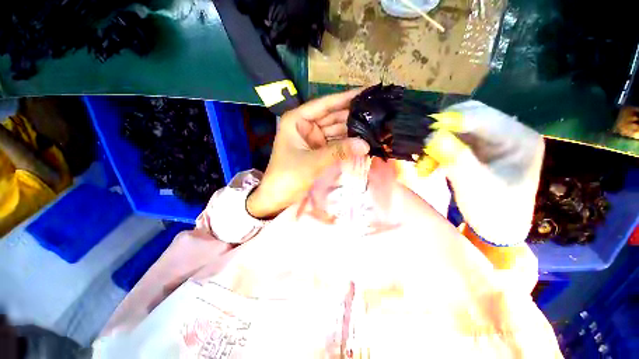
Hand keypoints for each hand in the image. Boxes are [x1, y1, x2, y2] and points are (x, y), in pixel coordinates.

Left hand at [247, 90, 369, 217]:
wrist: (277, 197)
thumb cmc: (288, 176)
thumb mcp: (313, 161)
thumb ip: (339, 151)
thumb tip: (365, 144)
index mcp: (297, 120)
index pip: (325, 104)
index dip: (345, 98)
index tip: (366, 91)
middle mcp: (305, 125)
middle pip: (332, 116)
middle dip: (352, 115)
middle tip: (376, 111)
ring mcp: (313, 138)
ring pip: (335, 130)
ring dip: (352, 130)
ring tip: (374, 125)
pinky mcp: (318, 150)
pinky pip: (335, 143)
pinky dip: (346, 143)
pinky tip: (361, 140)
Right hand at [425, 101, 544, 245]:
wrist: (497, 226)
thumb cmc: (493, 211)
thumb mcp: (475, 186)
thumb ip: (455, 158)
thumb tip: (430, 136)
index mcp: (519, 138)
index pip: (482, 116)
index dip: (451, 120)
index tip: (424, 131)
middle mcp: (507, 131)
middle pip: (468, 116)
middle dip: (441, 129)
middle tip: (421, 143)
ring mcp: (491, 138)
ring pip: (456, 127)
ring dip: (436, 140)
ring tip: (423, 158)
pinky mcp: (477, 147)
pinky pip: (452, 139)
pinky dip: (437, 149)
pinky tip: (428, 162)